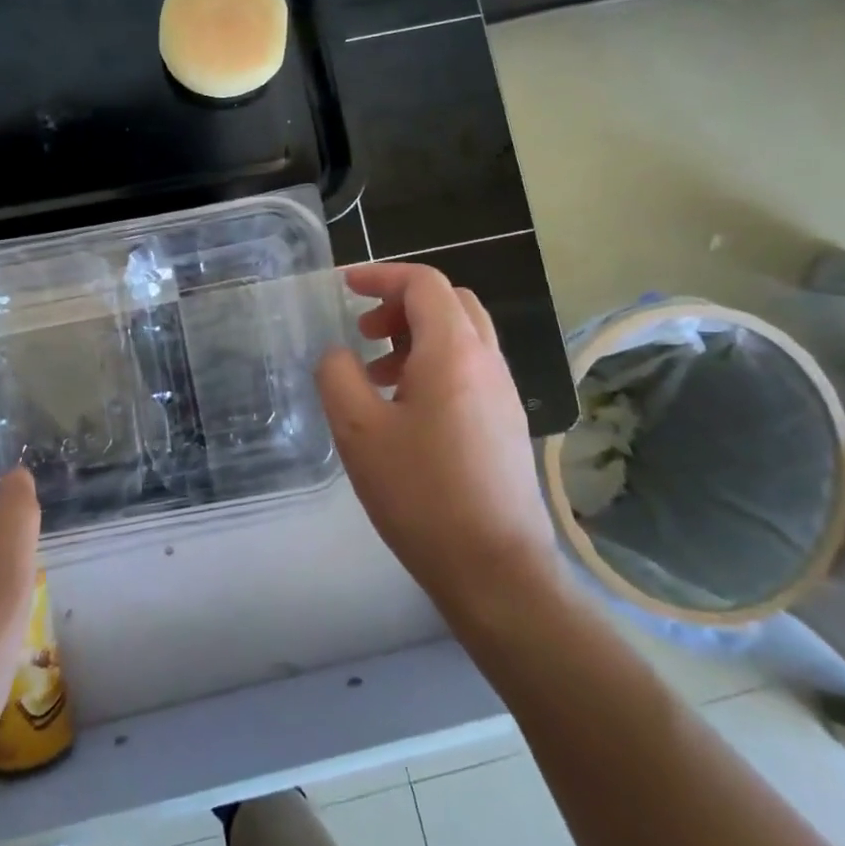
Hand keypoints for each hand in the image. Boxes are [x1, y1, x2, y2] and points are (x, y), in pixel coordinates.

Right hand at [316, 264, 562, 620]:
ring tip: (377, 375)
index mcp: (453, 352)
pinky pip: (470, 369)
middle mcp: (487, 361)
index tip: (345, 286)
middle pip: (450, 302)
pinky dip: (435, 365)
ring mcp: (503, 393)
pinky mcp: (507, 423)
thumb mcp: (358, 432)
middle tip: (365, 331)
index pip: (424, 284)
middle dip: (402, 304)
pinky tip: (406, 410)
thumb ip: (337, 376)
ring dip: (418, 336)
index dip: (382, 276)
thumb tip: (339, 354)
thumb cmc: (421, 494)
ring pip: (462, 336)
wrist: (495, 569)